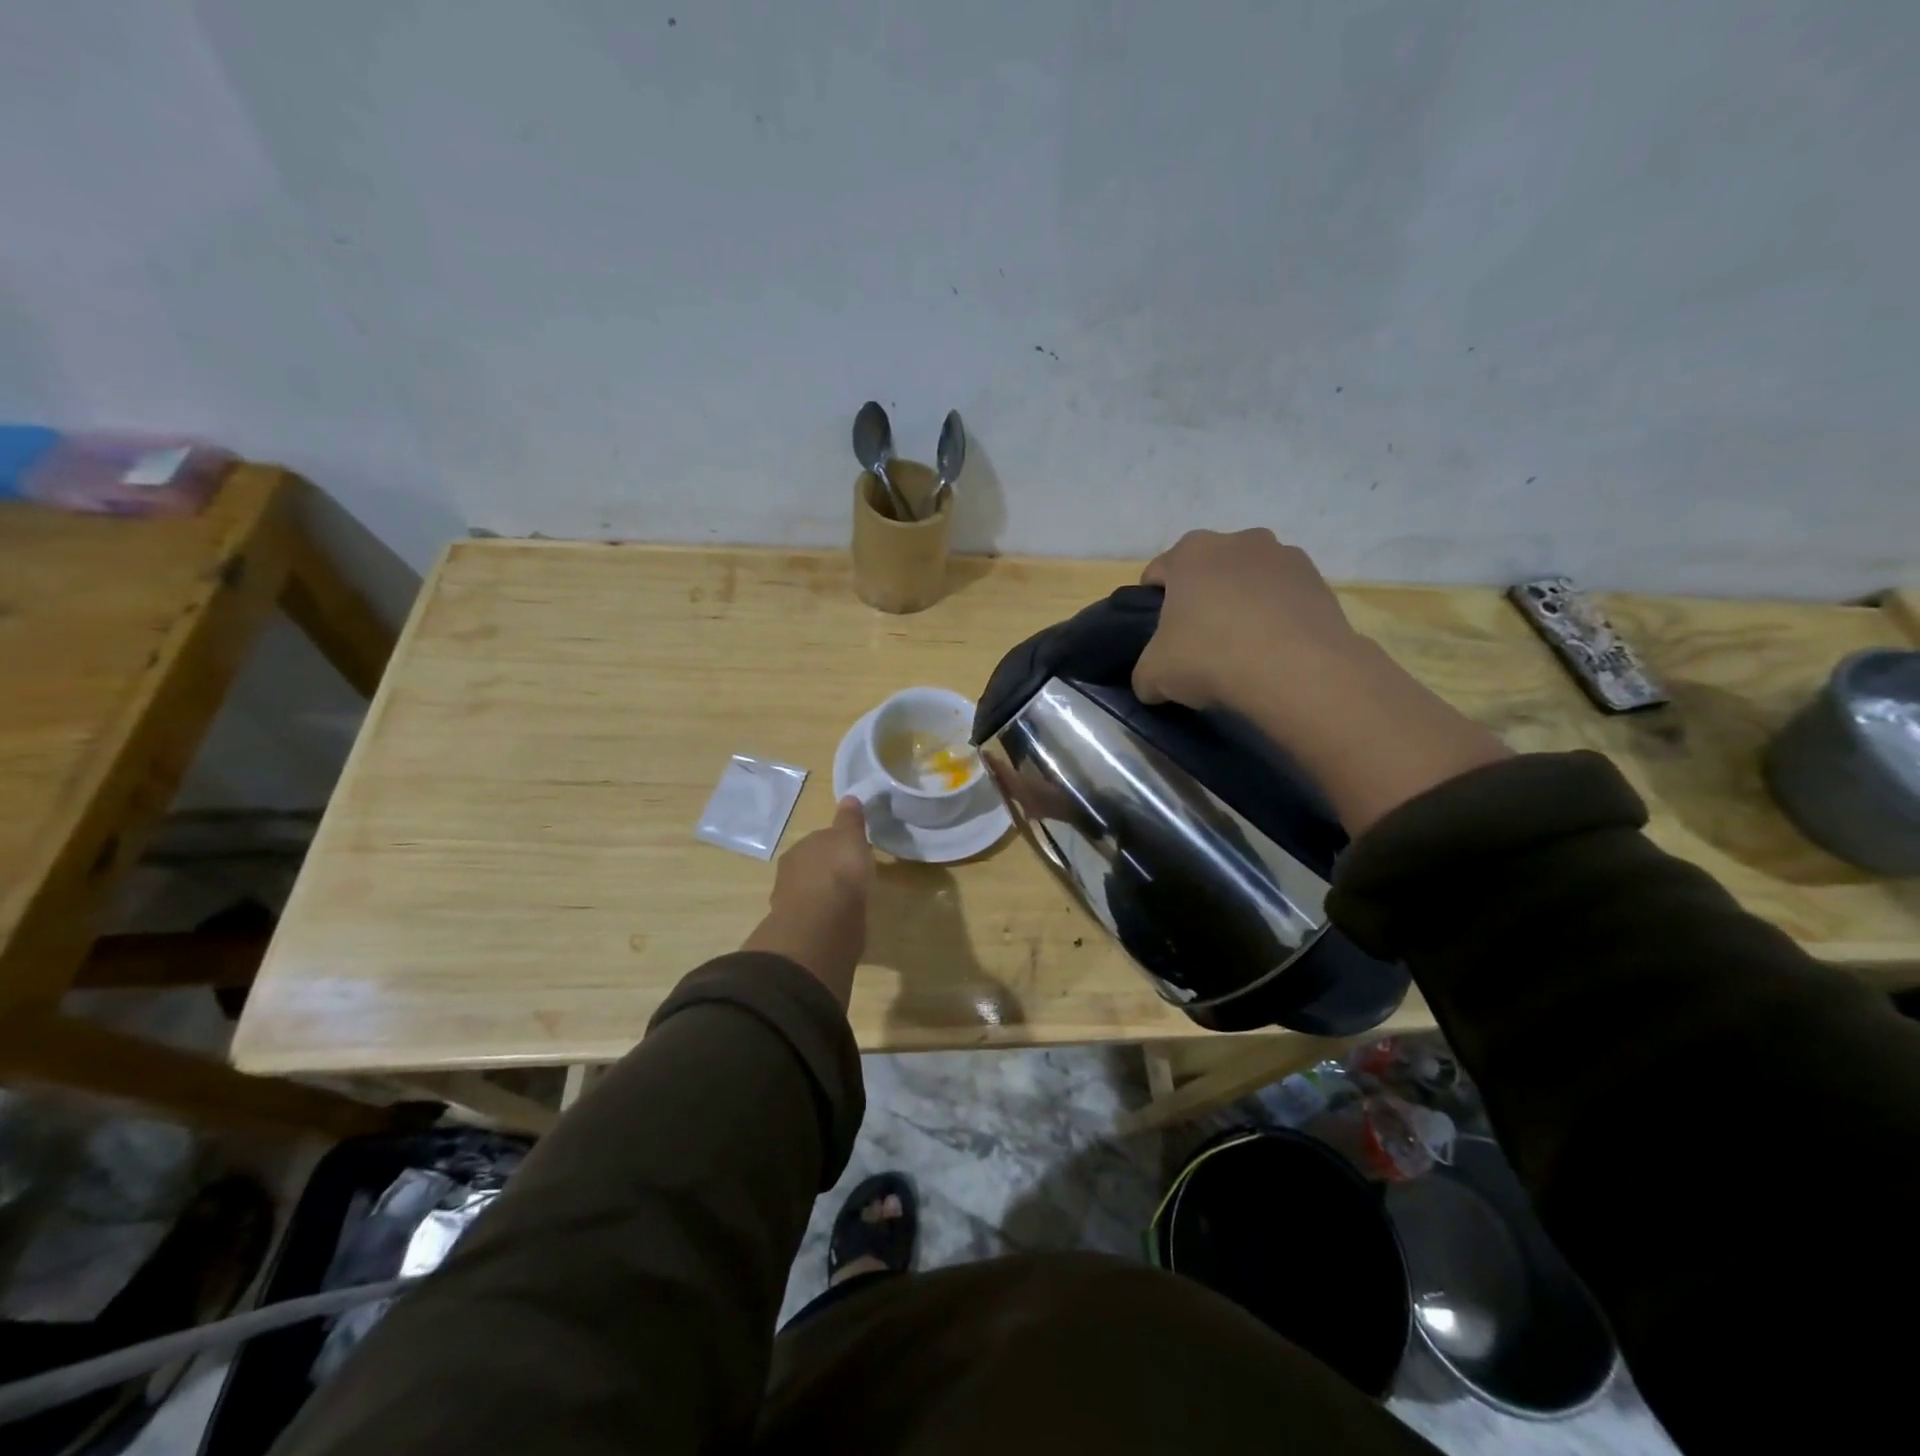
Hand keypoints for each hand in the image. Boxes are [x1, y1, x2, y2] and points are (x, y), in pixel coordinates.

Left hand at [741, 797, 873, 1005]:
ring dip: (825, 895)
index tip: (854, 851)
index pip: (820, 840)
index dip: (837, 845)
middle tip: (851, 877)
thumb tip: (849, 797)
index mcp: (801, 848)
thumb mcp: (850, 838)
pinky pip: (815, 916)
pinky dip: (825, 917)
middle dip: (828, 870)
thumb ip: (849, 820)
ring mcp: (791, 902)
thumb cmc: (838, 873)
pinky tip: (839, 923)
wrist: (821, 924)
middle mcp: (791, 872)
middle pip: (813, 866)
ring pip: (811, 892)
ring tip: (847, 902)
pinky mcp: (799, 930)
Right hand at [1134, 528, 1362, 714]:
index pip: (1157, 573)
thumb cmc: (1211, 657)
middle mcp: (1237, 540)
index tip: (1159, 637)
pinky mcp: (1318, 580)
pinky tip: (1274, 650)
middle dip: (1201, 599)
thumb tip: (1152, 682)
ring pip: (1248, 579)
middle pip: (1207, 570)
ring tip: (1243, 647)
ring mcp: (1284, 556)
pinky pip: (1284, 596)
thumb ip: (1144, 673)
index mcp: (1190, 552)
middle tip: (1199, 642)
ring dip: (1242, 603)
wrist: (1297, 671)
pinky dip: (1276, 616)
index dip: (1152, 606)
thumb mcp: (1153, 676)